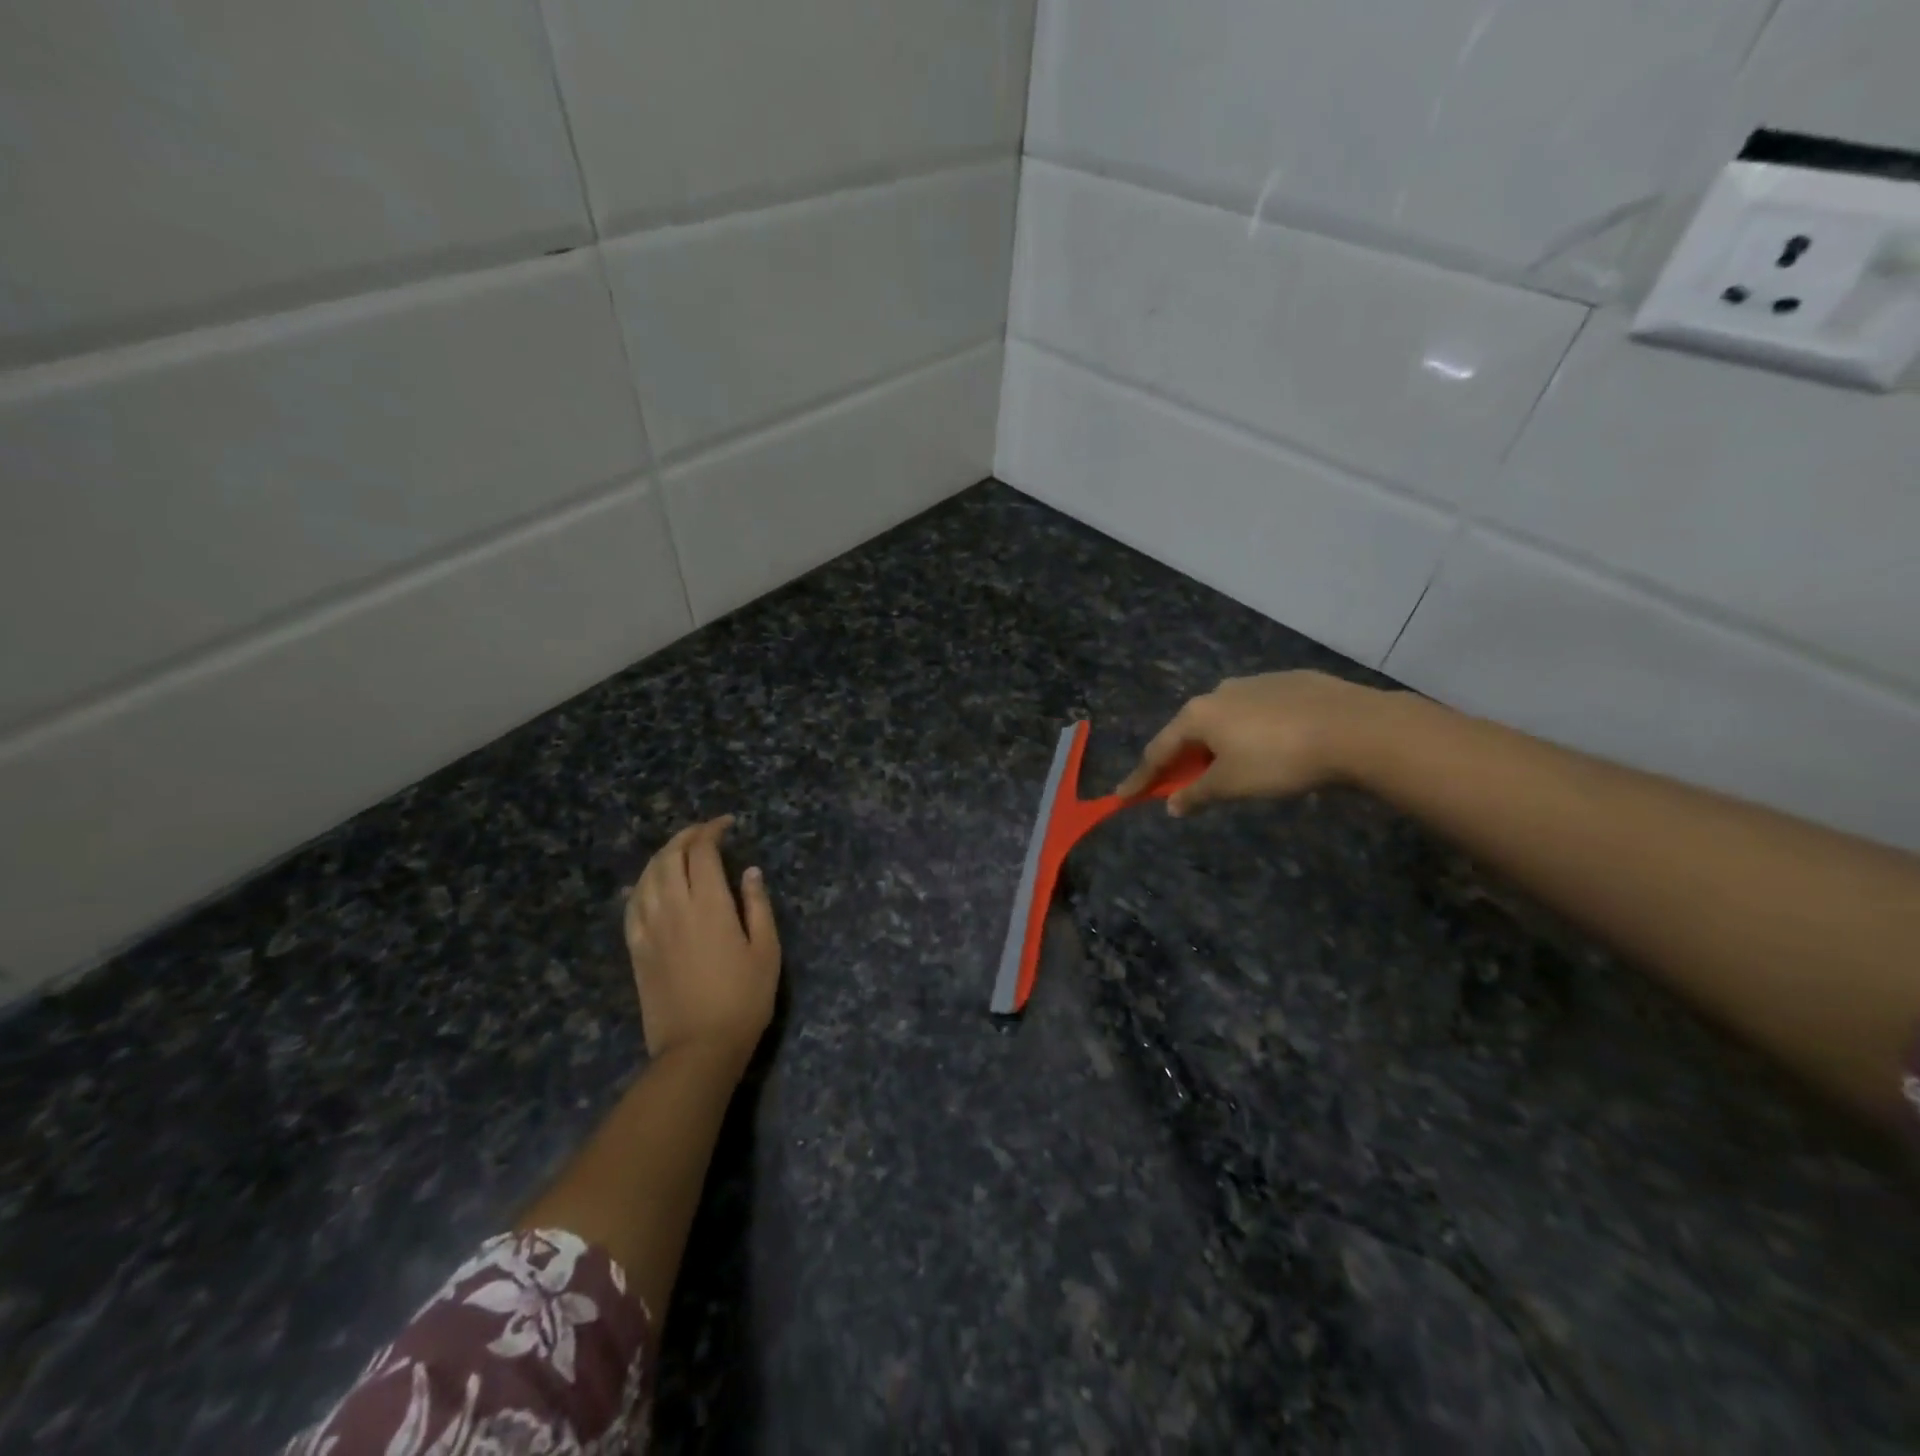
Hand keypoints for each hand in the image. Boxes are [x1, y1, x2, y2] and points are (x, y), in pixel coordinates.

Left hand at [624, 816, 779, 1070]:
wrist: (698, 1048)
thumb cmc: (743, 1000)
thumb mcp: (767, 951)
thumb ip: (757, 906)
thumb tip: (749, 872)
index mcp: (709, 905)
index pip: (702, 852)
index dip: (712, 831)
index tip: (726, 824)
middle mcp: (674, 908)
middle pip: (670, 857)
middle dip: (686, 836)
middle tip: (705, 831)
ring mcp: (650, 929)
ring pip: (647, 877)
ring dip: (662, 855)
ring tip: (679, 850)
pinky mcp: (636, 949)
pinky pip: (632, 905)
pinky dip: (643, 884)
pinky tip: (651, 884)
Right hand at [1116, 671, 1383, 815]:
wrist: (1355, 728)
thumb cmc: (1280, 760)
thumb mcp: (1232, 785)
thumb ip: (1197, 794)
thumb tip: (1173, 804)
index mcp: (1199, 714)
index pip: (1158, 750)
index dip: (1141, 777)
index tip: (1123, 796)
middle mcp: (1221, 691)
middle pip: (1191, 731)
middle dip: (1183, 759)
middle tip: (1183, 784)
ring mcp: (1257, 682)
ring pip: (1226, 718)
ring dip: (1220, 744)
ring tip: (1233, 767)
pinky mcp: (1292, 682)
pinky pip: (1259, 711)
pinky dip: (1253, 731)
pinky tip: (1274, 745)